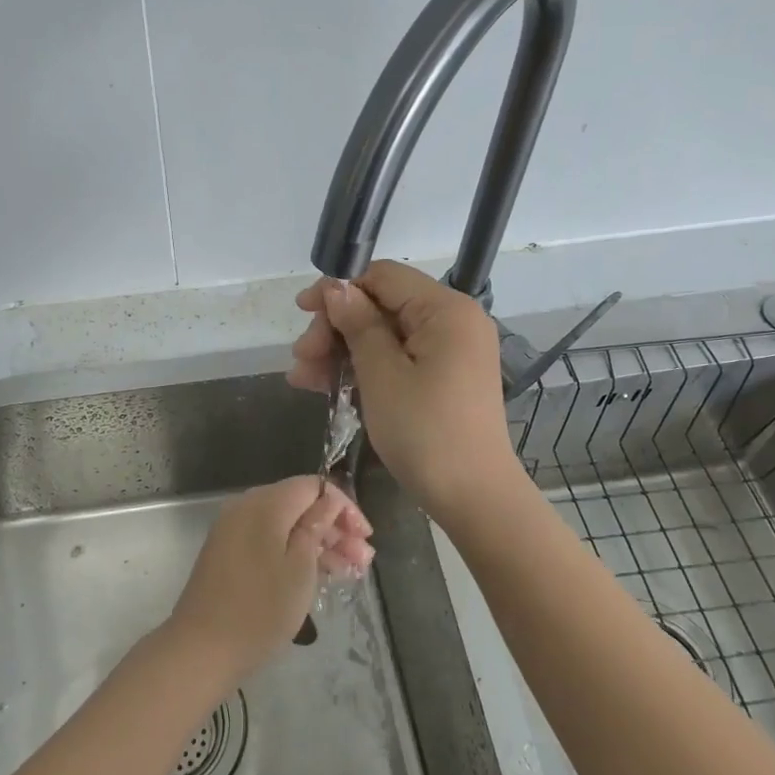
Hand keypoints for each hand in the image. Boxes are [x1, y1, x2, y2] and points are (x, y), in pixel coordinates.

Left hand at [165, 477, 373, 684]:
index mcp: (265, 503)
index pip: (312, 486)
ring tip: (351, 571)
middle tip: (364, 559)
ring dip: (319, 543)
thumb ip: (316, 526)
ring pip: (286, 525)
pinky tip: (321, 574)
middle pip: (299, 505)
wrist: (201, 649)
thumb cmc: (260, 609)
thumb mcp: (300, 568)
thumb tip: (328, 500)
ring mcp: (234, 530)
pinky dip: (295, 552)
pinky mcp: (229, 552)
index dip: (343, 506)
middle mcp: (247, 507)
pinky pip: (269, 540)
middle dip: (335, 528)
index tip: (366, 536)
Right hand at [289, 261, 526, 524]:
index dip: (339, 290)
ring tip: (303, 379)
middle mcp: (453, 321)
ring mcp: (451, 351)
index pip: (383, 277)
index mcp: (446, 310)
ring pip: (385, 335)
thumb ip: (358, 325)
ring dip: (342, 352)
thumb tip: (336, 288)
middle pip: (382, 306)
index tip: (301, 311)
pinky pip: (399, 359)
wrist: (473, 497)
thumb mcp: (382, 375)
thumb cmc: (425, 432)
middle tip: (302, 358)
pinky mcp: (444, 377)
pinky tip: (328, 387)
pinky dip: (365, 369)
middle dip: (336, 328)